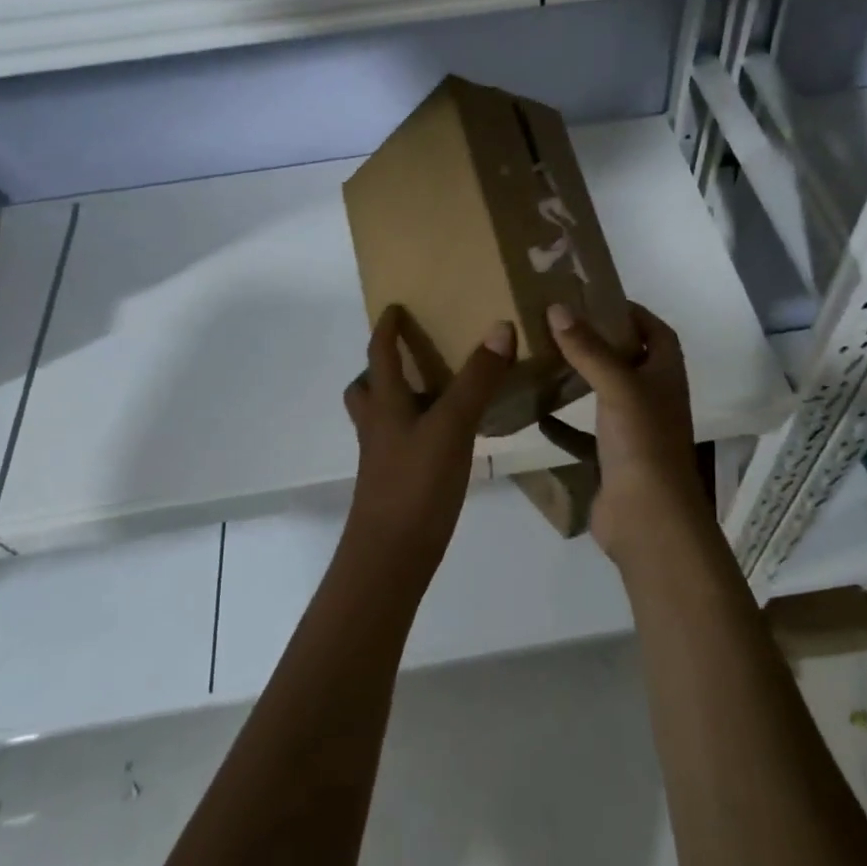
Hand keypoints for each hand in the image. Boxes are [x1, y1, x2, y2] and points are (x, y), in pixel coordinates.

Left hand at [341, 307, 514, 594]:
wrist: (390, 558)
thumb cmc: (416, 484)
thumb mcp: (452, 426)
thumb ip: (477, 379)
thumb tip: (500, 326)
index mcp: (385, 404)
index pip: (379, 355)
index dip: (385, 329)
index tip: (393, 307)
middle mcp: (377, 426)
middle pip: (366, 389)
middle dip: (380, 368)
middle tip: (410, 355)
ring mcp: (383, 458)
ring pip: (381, 418)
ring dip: (397, 399)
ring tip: (434, 392)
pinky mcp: (396, 483)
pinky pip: (401, 442)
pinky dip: (417, 429)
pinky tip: (446, 438)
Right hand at [544, 302, 707, 566]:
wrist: (647, 519)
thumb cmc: (642, 443)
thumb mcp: (617, 386)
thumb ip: (588, 348)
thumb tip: (557, 308)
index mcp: (665, 374)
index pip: (656, 331)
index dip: (632, 312)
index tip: (595, 297)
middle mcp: (652, 398)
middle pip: (627, 359)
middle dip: (598, 341)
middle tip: (559, 324)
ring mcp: (633, 430)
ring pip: (604, 395)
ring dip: (579, 378)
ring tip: (544, 357)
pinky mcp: (611, 457)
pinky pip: (582, 432)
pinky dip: (562, 423)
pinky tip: (535, 412)